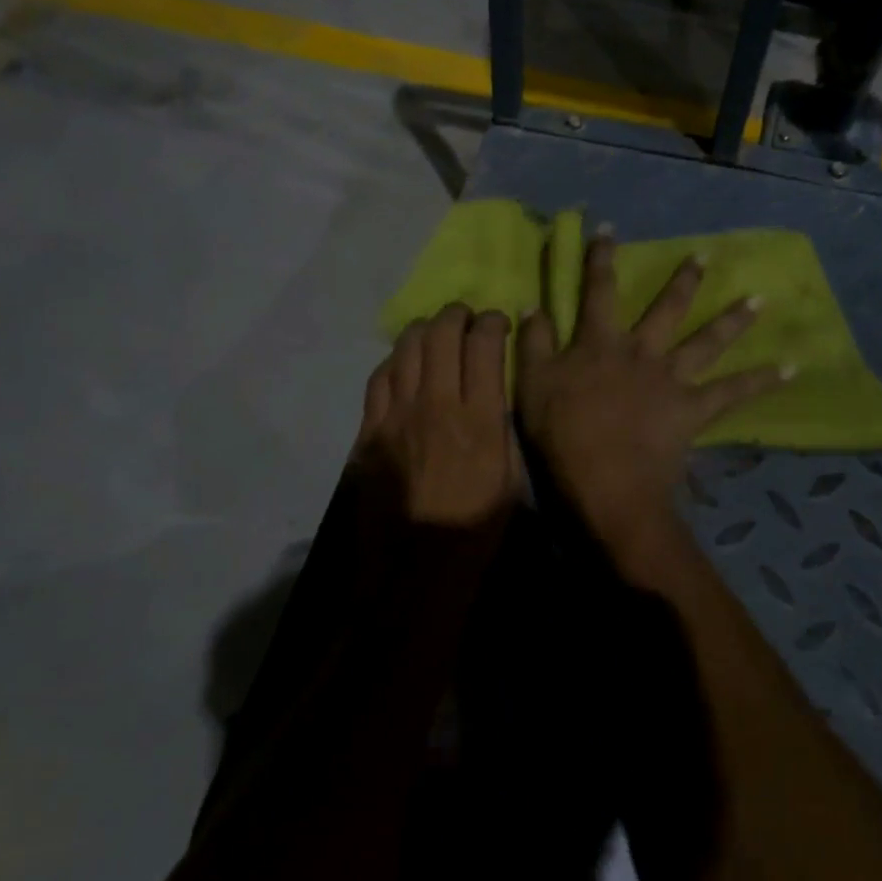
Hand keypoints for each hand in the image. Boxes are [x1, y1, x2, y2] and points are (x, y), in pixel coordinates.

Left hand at [358, 302, 517, 527]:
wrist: (416, 565)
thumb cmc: (476, 528)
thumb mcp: (511, 478)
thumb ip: (502, 427)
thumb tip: (496, 393)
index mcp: (479, 418)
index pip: (484, 345)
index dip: (493, 323)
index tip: (499, 323)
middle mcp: (437, 403)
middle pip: (441, 335)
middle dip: (457, 315)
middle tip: (466, 317)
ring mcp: (397, 415)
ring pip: (405, 348)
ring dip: (423, 330)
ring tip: (433, 331)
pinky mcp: (370, 430)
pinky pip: (379, 378)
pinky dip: (394, 361)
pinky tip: (402, 363)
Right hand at [517, 228, 787, 566]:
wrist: (606, 481)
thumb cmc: (563, 435)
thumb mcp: (532, 385)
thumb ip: (532, 343)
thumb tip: (533, 304)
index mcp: (599, 344)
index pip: (599, 292)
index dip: (602, 260)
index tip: (609, 230)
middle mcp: (641, 351)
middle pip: (666, 309)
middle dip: (684, 281)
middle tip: (704, 257)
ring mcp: (671, 379)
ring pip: (707, 341)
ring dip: (733, 319)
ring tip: (760, 300)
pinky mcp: (693, 409)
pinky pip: (732, 392)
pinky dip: (761, 380)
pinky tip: (790, 368)